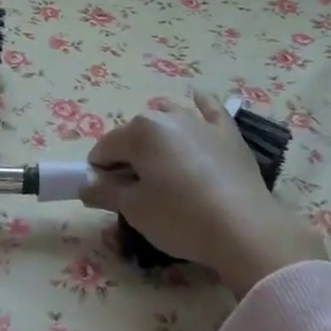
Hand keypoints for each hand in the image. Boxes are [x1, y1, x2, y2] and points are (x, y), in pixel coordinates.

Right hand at [82, 93, 321, 296]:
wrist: (245, 228)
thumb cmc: (181, 218)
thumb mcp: (135, 210)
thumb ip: (105, 192)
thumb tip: (85, 185)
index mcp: (140, 132)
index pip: (105, 148)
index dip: (99, 171)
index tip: (105, 194)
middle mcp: (167, 116)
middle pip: (135, 134)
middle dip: (129, 156)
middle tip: (136, 191)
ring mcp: (200, 121)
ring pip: (168, 117)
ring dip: (159, 135)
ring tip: (165, 166)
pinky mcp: (227, 132)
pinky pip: (209, 108)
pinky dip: (200, 105)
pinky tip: (197, 101)